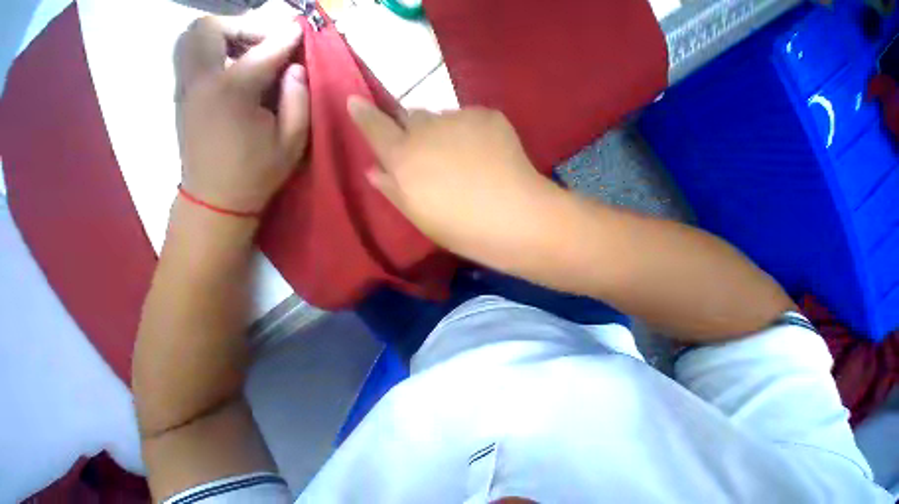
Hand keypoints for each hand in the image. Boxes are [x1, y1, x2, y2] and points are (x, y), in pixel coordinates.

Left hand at [174, 16, 308, 213]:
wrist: (217, 194)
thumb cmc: (259, 171)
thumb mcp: (291, 144)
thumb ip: (297, 104)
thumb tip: (297, 70)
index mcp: (233, 93)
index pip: (261, 53)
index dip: (283, 39)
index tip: (298, 28)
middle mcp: (201, 79)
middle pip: (210, 28)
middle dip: (242, 25)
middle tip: (266, 40)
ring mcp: (185, 84)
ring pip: (191, 35)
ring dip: (221, 32)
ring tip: (247, 47)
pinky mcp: (180, 92)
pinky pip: (187, 52)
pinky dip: (208, 45)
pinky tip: (229, 61)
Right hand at [348, 98, 560, 262]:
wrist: (513, 219)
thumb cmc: (460, 228)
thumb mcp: (419, 216)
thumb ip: (392, 189)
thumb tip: (374, 169)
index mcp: (403, 158)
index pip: (374, 126)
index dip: (364, 115)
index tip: (357, 104)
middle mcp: (425, 130)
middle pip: (410, 118)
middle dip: (413, 132)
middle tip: (429, 155)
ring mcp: (458, 118)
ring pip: (440, 118)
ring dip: (443, 133)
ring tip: (462, 159)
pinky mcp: (488, 115)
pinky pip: (469, 119)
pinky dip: (470, 134)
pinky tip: (485, 156)